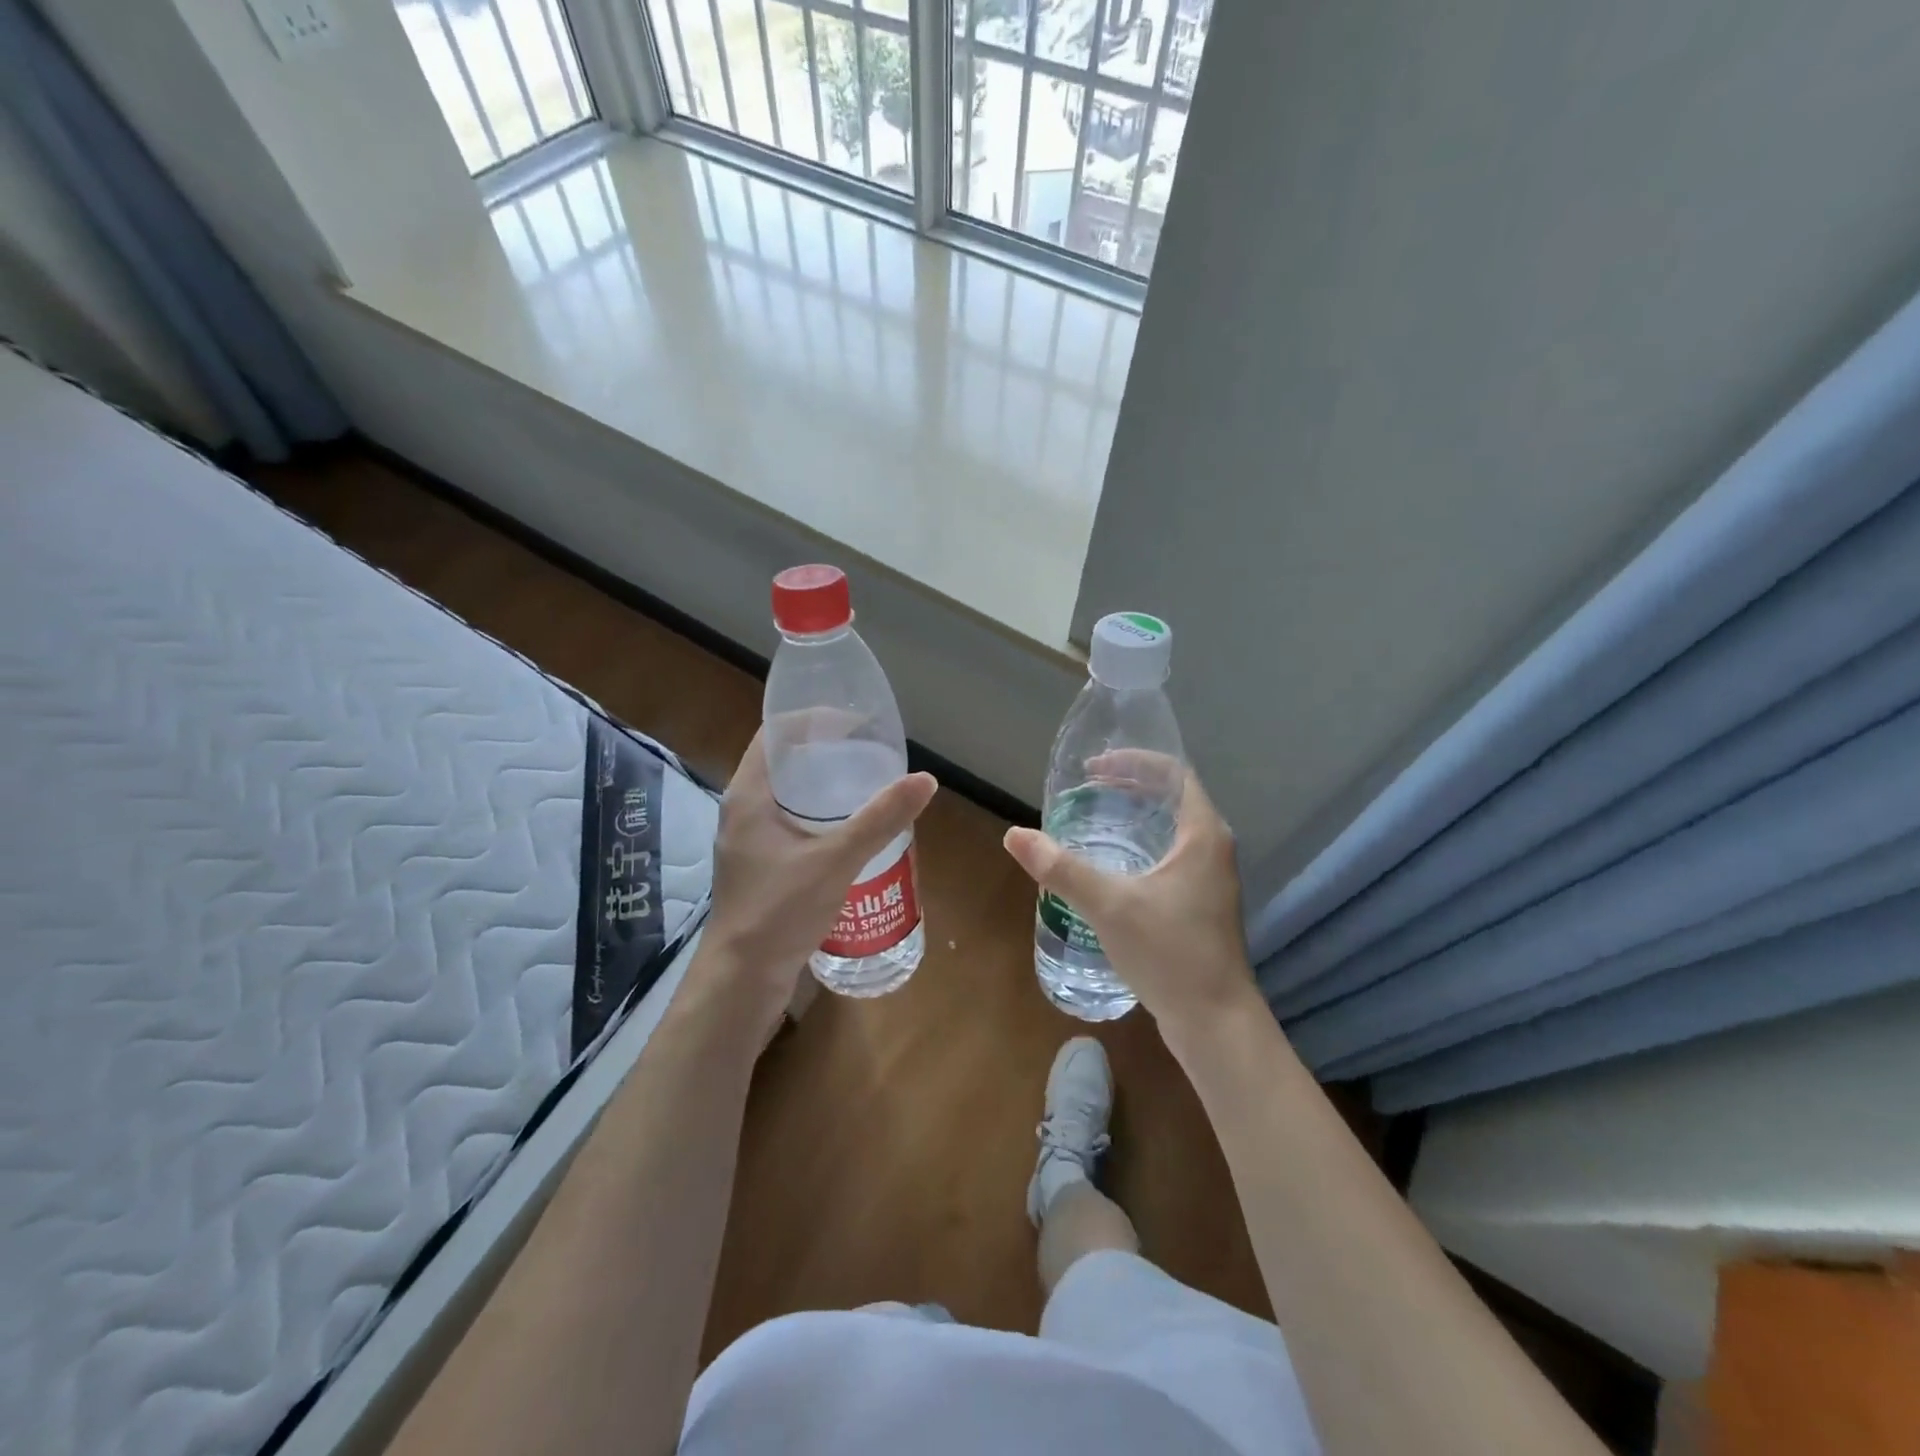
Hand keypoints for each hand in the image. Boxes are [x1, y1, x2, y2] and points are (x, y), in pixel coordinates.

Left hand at [700, 726, 936, 1017]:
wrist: (743, 980)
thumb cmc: (780, 910)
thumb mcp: (837, 859)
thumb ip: (881, 819)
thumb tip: (925, 779)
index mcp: (748, 795)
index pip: (775, 733)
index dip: (813, 719)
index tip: (856, 722)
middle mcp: (742, 810)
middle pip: (783, 762)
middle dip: (825, 752)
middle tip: (869, 752)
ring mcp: (747, 840)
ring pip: (787, 795)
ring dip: (823, 785)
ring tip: (866, 784)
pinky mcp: (759, 865)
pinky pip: (790, 823)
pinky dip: (819, 815)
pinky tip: (850, 830)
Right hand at [1002, 764, 1257, 1045]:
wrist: (1215, 1023)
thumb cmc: (1170, 954)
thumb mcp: (1109, 906)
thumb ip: (1061, 869)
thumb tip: (1014, 835)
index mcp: (1203, 835)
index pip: (1173, 774)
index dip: (1134, 762)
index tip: (1094, 768)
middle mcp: (1212, 849)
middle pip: (1172, 798)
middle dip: (1129, 787)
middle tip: (1086, 790)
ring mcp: (1209, 879)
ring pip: (1171, 830)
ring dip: (1134, 817)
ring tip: (1093, 820)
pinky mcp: (1201, 905)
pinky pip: (1169, 856)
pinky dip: (1140, 846)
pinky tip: (1111, 867)